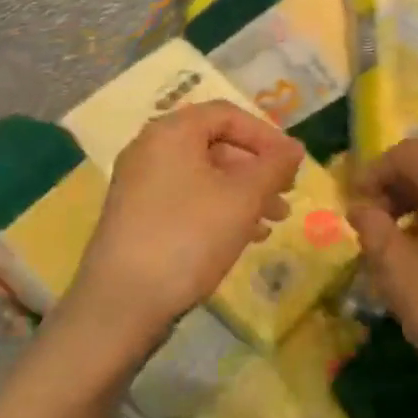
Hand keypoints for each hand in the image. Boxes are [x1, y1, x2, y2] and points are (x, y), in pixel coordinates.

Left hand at [67, 101, 303, 357]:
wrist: (122, 302)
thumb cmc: (188, 236)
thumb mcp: (242, 198)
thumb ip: (274, 167)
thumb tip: (295, 148)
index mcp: (171, 132)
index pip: (227, 114)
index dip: (266, 135)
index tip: (293, 163)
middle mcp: (150, 149)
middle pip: (215, 144)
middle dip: (257, 168)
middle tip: (287, 193)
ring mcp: (140, 185)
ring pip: (204, 176)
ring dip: (244, 193)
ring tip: (275, 220)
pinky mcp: (138, 217)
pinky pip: (187, 200)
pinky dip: (219, 210)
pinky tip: (246, 237)